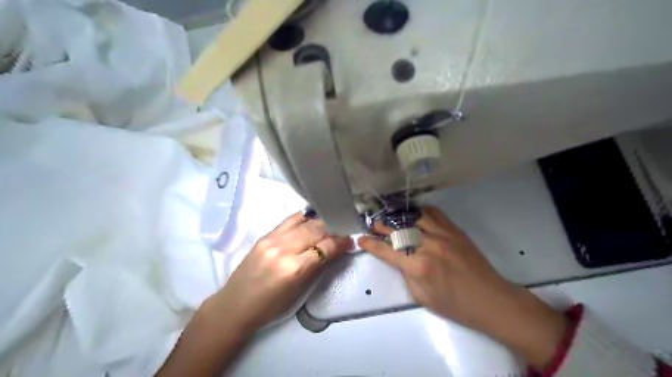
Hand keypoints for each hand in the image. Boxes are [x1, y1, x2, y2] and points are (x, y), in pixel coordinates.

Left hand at [206, 211, 351, 332]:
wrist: (236, 305)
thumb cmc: (271, 307)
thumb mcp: (300, 292)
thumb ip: (318, 267)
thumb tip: (336, 250)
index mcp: (294, 269)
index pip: (325, 247)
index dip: (341, 242)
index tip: (351, 240)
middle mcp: (284, 249)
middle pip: (316, 230)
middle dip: (334, 228)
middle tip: (344, 230)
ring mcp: (272, 240)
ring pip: (304, 222)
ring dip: (321, 222)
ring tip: (330, 224)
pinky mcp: (265, 235)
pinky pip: (290, 220)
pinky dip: (304, 218)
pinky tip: (312, 219)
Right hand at [357, 205, 564, 369]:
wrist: (490, 299)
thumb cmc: (454, 305)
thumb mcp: (422, 297)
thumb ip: (406, 274)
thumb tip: (399, 258)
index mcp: (418, 267)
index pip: (387, 251)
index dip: (371, 245)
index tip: (361, 239)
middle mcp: (428, 246)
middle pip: (398, 231)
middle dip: (382, 227)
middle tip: (372, 224)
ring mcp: (443, 235)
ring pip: (414, 218)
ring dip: (399, 217)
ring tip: (389, 216)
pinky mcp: (455, 230)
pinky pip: (434, 214)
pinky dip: (421, 212)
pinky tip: (414, 214)